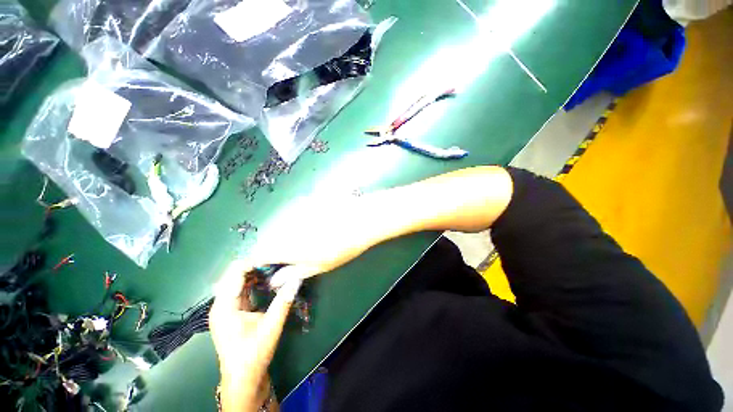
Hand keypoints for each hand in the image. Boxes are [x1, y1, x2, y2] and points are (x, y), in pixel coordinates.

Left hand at [210, 261, 301, 410]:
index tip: (273, 256)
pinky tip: (267, 280)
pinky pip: (241, 290)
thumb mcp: (271, 326)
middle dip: (255, 265)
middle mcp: (221, 304)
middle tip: (276, 260)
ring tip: (274, 266)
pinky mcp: (232, 312)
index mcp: (224, 306)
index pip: (234, 272)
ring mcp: (225, 308)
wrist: (243, 379)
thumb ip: (284, 300)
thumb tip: (297, 278)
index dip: (253, 261)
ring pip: (237, 282)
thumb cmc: (253, 354)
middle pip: (234, 275)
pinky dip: (253, 282)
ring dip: (255, 273)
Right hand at [250, 194, 391, 287]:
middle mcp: (285, 226)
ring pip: (284, 224)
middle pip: (271, 237)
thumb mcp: (319, 267)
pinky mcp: (307, 201)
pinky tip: (320, 222)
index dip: (261, 260)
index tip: (269, 265)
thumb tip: (275, 281)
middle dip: (279, 246)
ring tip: (313, 236)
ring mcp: (297, 211)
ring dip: (291, 233)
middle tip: (298, 253)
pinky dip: (302, 220)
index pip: (260, 252)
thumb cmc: (342, 248)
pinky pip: (297, 213)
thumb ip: (294, 273)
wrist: (361, 220)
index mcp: (285, 245)